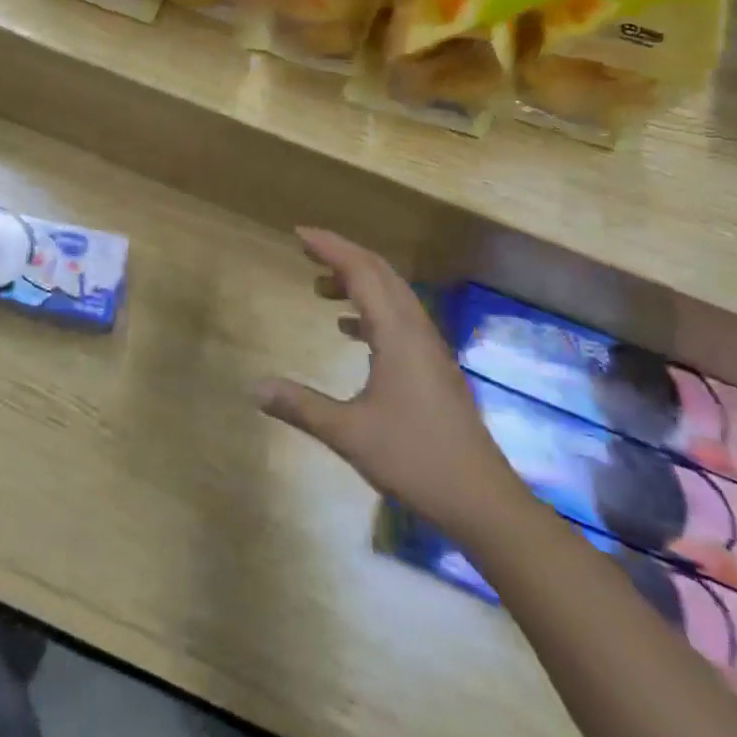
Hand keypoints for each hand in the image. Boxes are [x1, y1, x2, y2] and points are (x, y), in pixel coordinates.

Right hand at [257, 229, 526, 542]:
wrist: (483, 502)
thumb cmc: (415, 460)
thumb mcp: (348, 434)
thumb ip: (300, 406)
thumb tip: (253, 388)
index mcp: (397, 334)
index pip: (361, 271)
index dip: (330, 247)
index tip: (298, 234)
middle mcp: (416, 330)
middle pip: (380, 273)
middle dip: (343, 254)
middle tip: (306, 249)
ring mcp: (429, 348)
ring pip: (393, 294)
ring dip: (358, 280)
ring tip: (321, 287)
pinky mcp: (434, 367)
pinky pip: (399, 318)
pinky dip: (371, 308)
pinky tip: (349, 329)